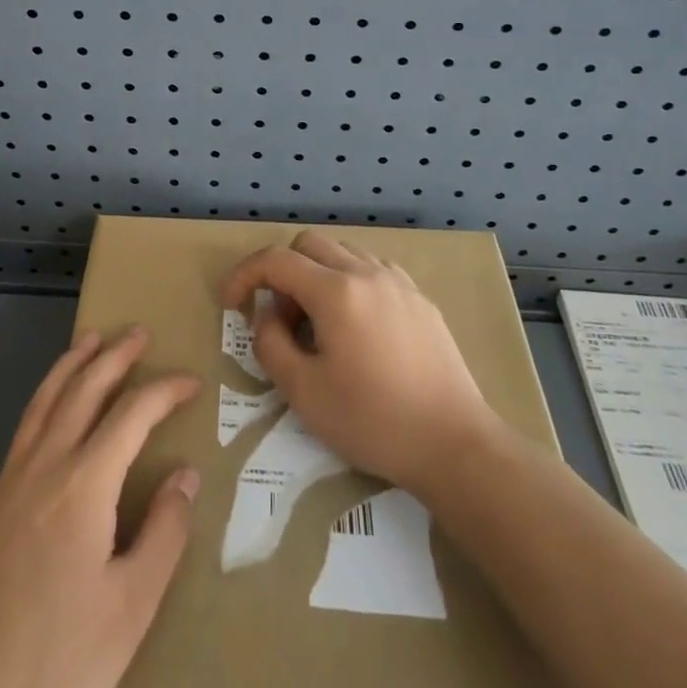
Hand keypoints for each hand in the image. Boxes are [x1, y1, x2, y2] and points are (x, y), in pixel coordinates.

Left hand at [0, 328, 199, 687]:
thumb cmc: (56, 666)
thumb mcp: (130, 610)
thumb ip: (163, 534)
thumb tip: (185, 474)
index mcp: (82, 486)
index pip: (131, 415)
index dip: (163, 391)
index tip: (191, 382)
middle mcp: (40, 470)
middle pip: (80, 391)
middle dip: (113, 356)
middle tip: (137, 333)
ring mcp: (3, 488)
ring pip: (41, 405)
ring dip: (69, 367)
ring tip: (89, 340)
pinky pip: (20, 438)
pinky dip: (43, 406)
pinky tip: (50, 422)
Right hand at [222, 230, 497, 493]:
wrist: (454, 444)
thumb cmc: (373, 420)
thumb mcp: (303, 392)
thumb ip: (271, 343)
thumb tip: (267, 314)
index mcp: (335, 291)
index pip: (275, 260)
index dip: (244, 275)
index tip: (232, 305)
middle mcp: (366, 272)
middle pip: (308, 244)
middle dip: (282, 272)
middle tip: (282, 319)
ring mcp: (398, 282)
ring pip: (342, 252)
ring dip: (317, 274)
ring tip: (319, 323)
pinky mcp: (420, 299)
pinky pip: (372, 269)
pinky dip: (349, 281)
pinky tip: (356, 324)